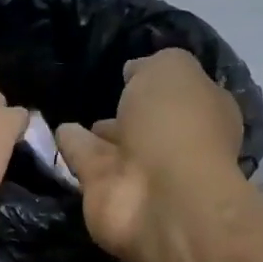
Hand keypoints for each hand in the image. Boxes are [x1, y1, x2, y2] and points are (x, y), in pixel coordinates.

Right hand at [55, 49, 244, 261]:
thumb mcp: (172, 69)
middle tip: (104, 97)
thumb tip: (133, 72)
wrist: (157, 196)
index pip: (184, 92)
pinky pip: (84, 160)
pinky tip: (58, 132)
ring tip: (75, 116)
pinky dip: (72, 148)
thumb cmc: (176, 125)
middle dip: (131, 113)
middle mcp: (174, 143)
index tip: (135, 70)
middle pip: (148, 123)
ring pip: (114, 144)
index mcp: (204, 113)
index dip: (162, 81)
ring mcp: (138, 171)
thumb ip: (151, 65)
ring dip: (99, 134)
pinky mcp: (104, 191)